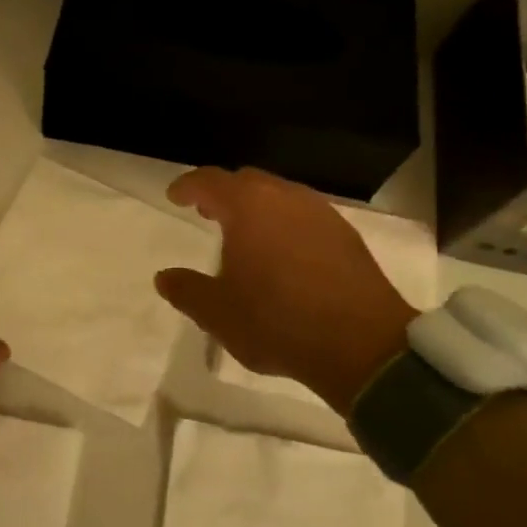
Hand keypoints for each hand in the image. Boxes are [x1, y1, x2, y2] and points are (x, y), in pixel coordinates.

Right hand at [155, 167, 415, 413]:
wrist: (362, 345)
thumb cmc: (278, 322)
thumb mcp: (217, 313)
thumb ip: (186, 290)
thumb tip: (164, 277)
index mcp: (247, 206)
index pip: (209, 181)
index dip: (188, 186)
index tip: (175, 197)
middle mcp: (284, 197)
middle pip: (246, 181)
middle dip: (223, 193)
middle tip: (208, 212)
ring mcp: (320, 212)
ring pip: (279, 195)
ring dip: (257, 207)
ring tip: (246, 235)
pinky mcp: (345, 234)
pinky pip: (304, 215)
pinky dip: (285, 223)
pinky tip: (284, 253)